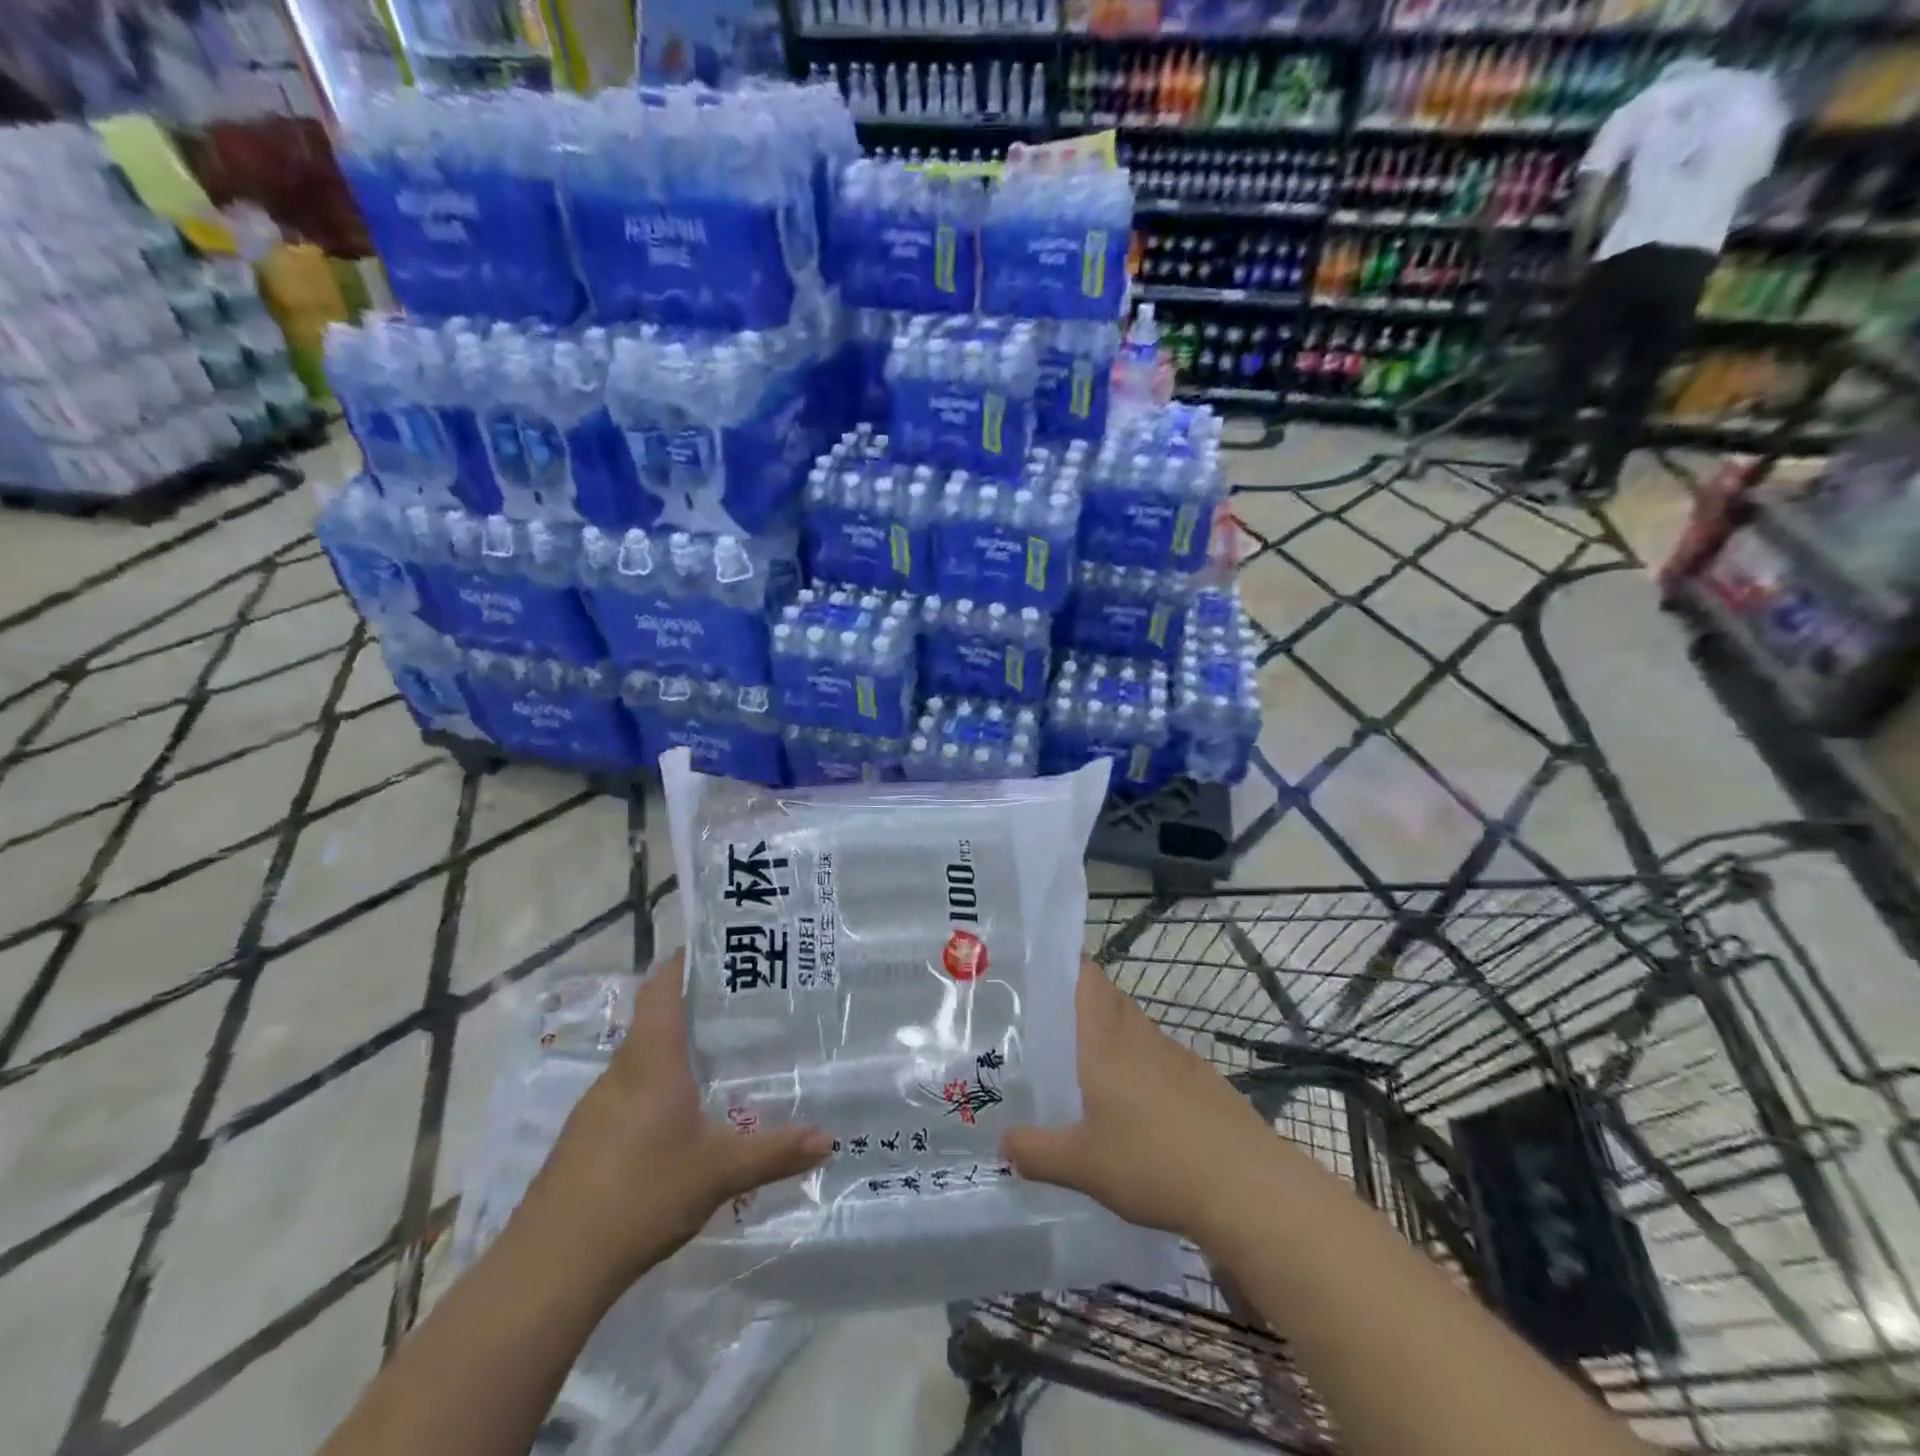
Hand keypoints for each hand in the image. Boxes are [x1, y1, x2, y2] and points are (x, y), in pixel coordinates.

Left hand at [513, 950, 832, 1290]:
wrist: (549, 1267)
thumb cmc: (641, 1195)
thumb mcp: (719, 1173)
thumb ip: (775, 1151)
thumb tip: (830, 1139)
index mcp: (652, 1061)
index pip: (662, 989)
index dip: (683, 962)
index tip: (716, 949)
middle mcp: (620, 1072)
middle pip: (653, 1021)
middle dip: (691, 1009)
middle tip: (739, 1007)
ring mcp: (595, 1107)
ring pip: (639, 1060)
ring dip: (672, 1051)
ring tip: (718, 1058)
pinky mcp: (583, 1139)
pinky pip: (626, 1093)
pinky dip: (654, 1088)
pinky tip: (679, 1119)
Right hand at [1000, 959, 1280, 1246]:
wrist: (1247, 1186)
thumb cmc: (1154, 1162)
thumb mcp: (1082, 1165)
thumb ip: (1036, 1152)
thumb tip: (1001, 1142)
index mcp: (1107, 1041)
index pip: (1088, 977)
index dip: (1068, 964)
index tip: (1042, 971)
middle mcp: (1141, 1037)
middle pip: (1111, 1000)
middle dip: (1084, 1006)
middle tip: (1052, 1028)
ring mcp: (1178, 1057)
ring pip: (1138, 1031)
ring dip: (1115, 1040)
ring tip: (1089, 1072)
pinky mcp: (1204, 1082)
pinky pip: (1163, 1061)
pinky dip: (1145, 1070)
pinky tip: (1139, 1111)